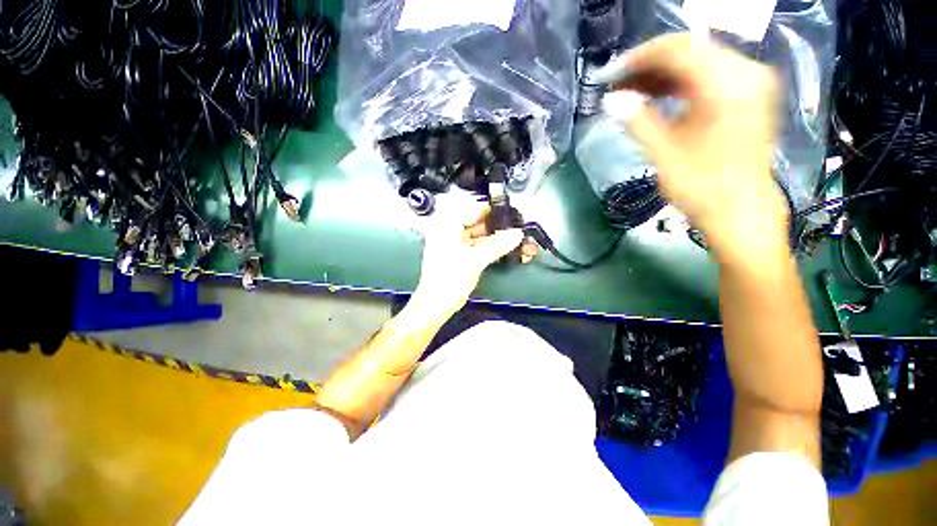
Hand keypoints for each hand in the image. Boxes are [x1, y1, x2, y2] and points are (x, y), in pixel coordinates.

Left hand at [410, 205, 536, 319]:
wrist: (436, 306)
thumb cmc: (448, 280)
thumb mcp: (474, 260)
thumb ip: (498, 244)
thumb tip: (518, 234)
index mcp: (447, 224)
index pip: (476, 208)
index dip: (498, 211)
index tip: (517, 214)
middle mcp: (451, 229)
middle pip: (482, 222)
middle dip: (503, 228)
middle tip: (523, 230)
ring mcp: (457, 243)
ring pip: (484, 236)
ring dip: (502, 240)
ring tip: (524, 243)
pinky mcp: (463, 255)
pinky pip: (482, 247)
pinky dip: (496, 250)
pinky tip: (513, 252)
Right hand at [594, 33, 788, 263]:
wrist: (741, 212)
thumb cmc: (703, 188)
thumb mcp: (665, 155)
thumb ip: (638, 121)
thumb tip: (611, 100)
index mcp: (727, 86)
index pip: (677, 50)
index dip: (639, 58)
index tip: (609, 75)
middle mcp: (745, 73)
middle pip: (689, 49)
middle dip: (648, 64)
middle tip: (616, 84)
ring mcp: (750, 83)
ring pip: (698, 60)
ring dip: (661, 73)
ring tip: (630, 91)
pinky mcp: (747, 95)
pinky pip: (708, 75)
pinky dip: (679, 82)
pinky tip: (656, 95)